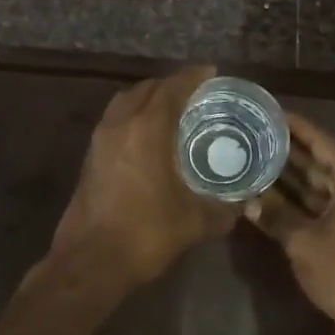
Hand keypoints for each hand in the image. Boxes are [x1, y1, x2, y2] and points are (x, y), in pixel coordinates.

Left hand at [50, 65, 237, 292]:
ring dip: (148, 99)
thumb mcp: (195, 222)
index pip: (171, 89)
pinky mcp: (90, 158)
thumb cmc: (146, 234)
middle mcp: (120, 125)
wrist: (90, 262)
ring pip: (125, 103)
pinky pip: (115, 121)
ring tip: (173, 110)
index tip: (211, 72)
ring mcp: (100, 141)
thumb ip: (224, 208)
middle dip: (170, 85)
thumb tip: (244, 204)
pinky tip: (150, 137)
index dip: (192, 77)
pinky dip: (134, 117)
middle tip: (196, 93)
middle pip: (145, 89)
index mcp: (146, 130)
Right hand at [245, 111, 334, 333]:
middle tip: (256, 134)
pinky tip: (268, 193)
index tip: (271, 112)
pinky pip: (319, 204)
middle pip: (319, 161)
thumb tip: (246, 200)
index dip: (296, 127)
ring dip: (290, 176)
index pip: (323, 142)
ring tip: (256, 158)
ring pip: (317, 184)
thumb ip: (275, 215)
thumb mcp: (304, 241)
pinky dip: (297, 200)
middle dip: (288, 150)